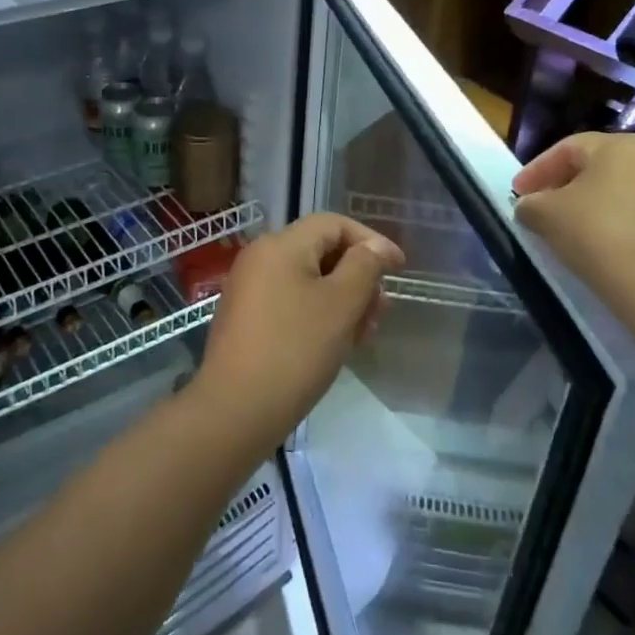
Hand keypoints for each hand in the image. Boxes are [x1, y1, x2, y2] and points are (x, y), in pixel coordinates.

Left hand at [190, 213, 404, 453]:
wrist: (236, 410)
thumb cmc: (295, 349)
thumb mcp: (341, 304)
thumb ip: (365, 267)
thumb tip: (376, 247)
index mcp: (280, 245)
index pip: (333, 224)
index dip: (370, 241)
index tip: (399, 270)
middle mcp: (260, 258)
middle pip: (320, 251)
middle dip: (358, 276)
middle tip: (381, 310)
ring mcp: (249, 289)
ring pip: (308, 280)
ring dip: (342, 299)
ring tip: (364, 332)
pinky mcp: (246, 319)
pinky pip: (291, 302)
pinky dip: (318, 314)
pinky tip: (336, 344)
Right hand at [512, 132, 634, 293]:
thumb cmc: (595, 232)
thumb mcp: (545, 213)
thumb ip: (530, 204)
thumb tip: (529, 207)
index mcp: (621, 145)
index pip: (567, 148)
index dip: (536, 170)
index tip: (517, 193)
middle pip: (598, 167)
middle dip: (565, 185)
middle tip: (541, 207)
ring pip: (622, 192)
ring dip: (593, 205)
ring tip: (571, 229)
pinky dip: (618, 223)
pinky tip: (603, 246)